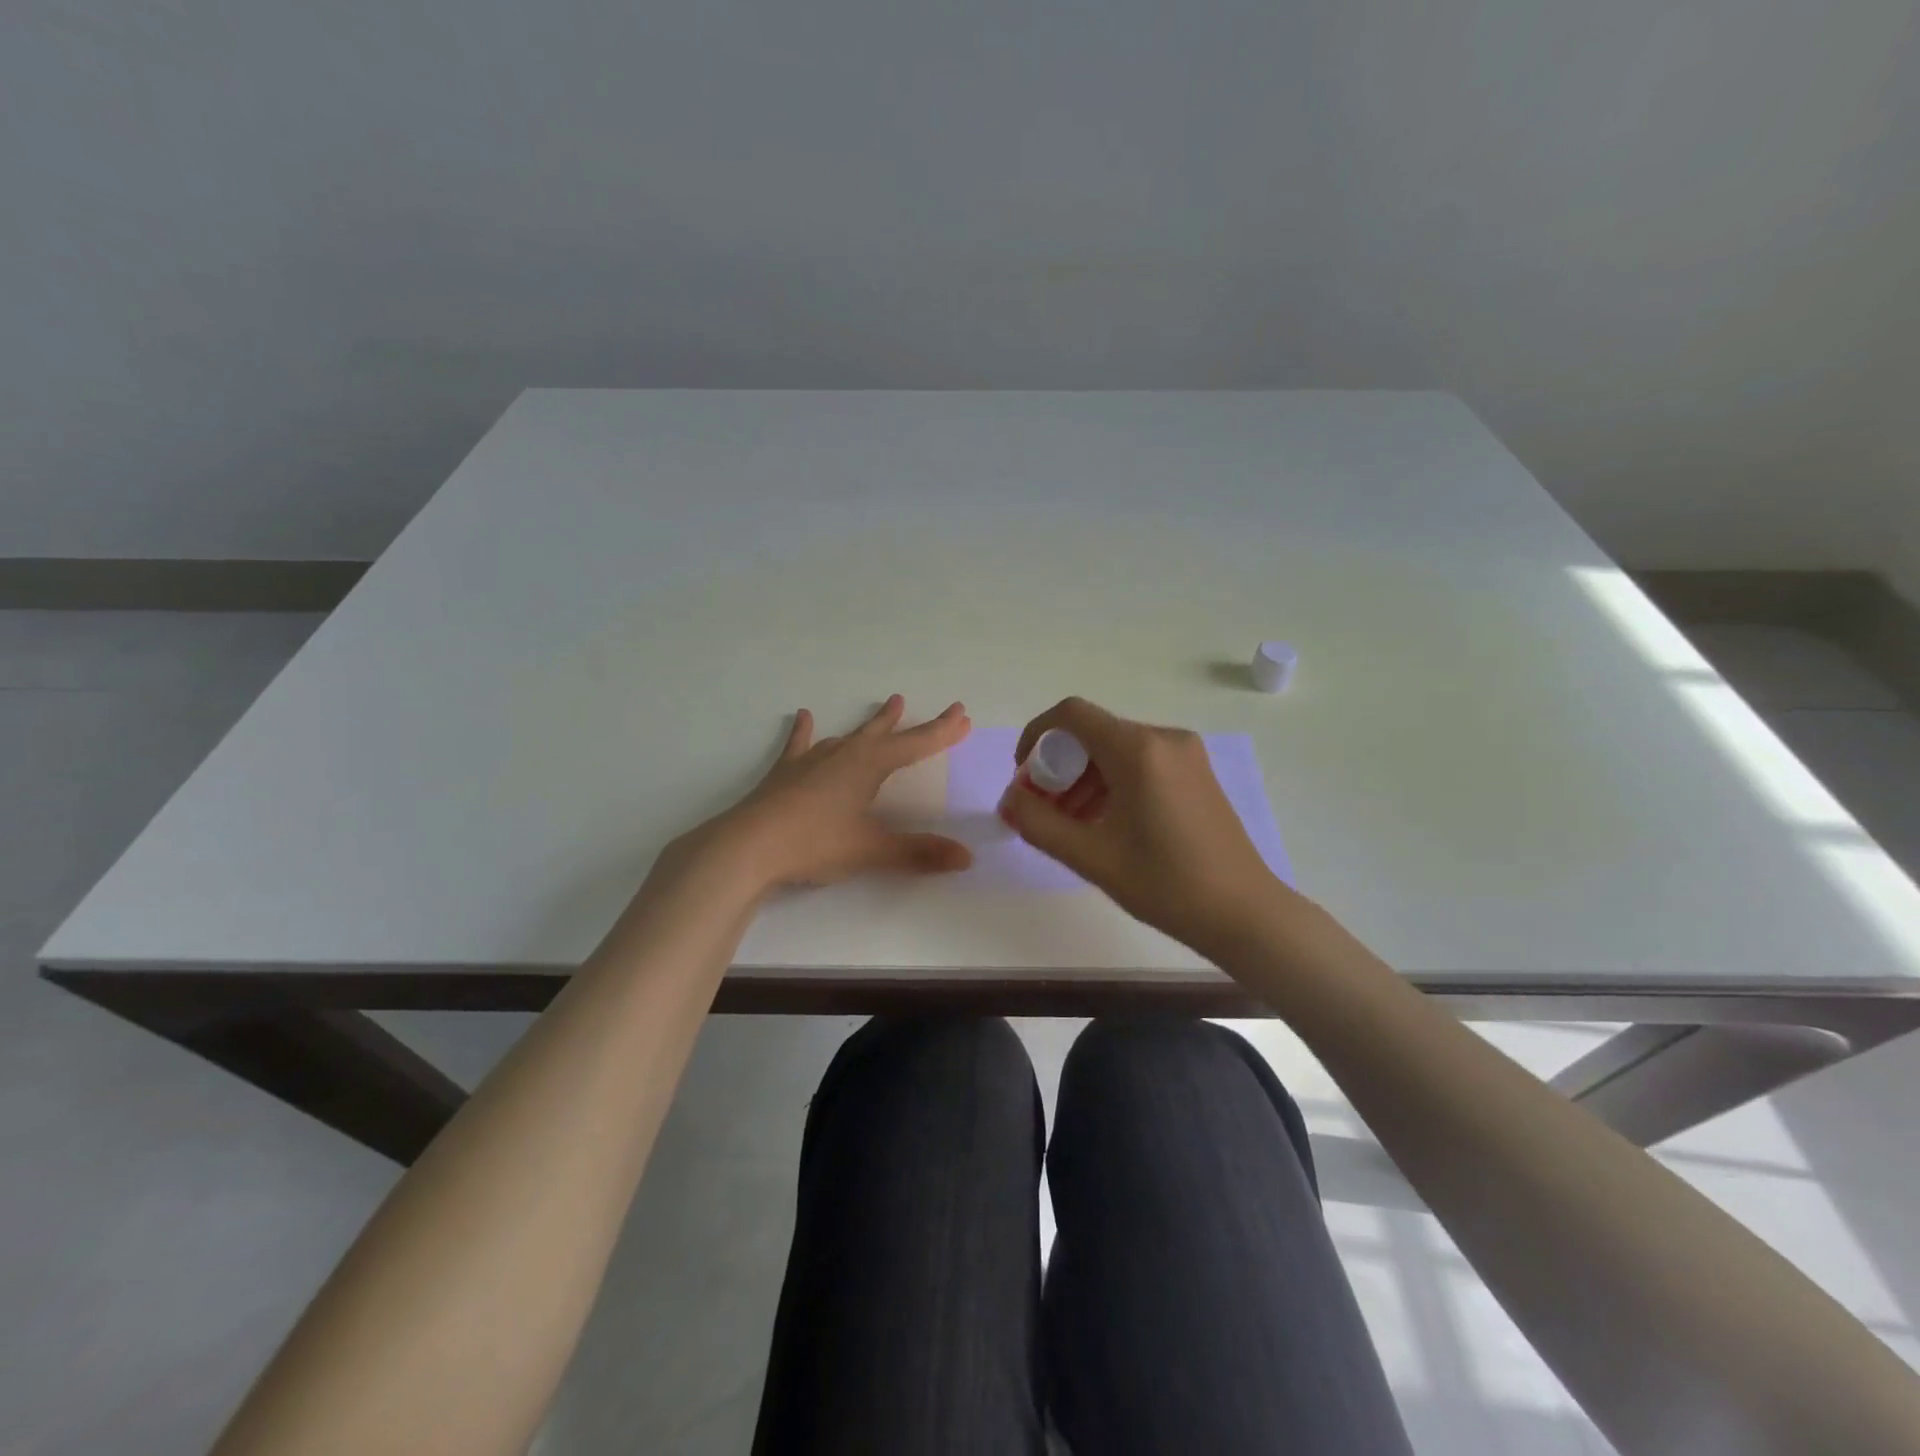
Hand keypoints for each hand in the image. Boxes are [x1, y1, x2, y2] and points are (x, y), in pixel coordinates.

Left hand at [703, 695, 974, 890]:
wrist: (748, 847)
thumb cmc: (815, 844)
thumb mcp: (871, 850)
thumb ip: (918, 853)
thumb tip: (966, 857)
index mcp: (869, 766)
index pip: (916, 744)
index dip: (942, 732)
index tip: (963, 715)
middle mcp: (844, 754)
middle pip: (887, 734)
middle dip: (916, 726)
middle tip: (942, 712)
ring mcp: (812, 761)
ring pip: (850, 736)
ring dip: (872, 724)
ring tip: (890, 705)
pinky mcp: (785, 773)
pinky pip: (800, 745)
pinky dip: (804, 731)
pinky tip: (803, 716)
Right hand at [1000, 697, 1290, 957]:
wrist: (1244, 913)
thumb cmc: (1166, 884)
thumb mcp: (1091, 856)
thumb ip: (1039, 823)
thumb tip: (1008, 800)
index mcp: (1138, 750)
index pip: (1071, 714)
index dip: (1036, 736)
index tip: (1023, 775)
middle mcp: (1164, 738)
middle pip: (1093, 733)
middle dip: (1058, 765)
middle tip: (1043, 809)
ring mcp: (1185, 754)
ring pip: (1115, 749)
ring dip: (1083, 777)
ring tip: (1070, 824)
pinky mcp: (1196, 772)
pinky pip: (1140, 762)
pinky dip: (1111, 782)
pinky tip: (1105, 822)